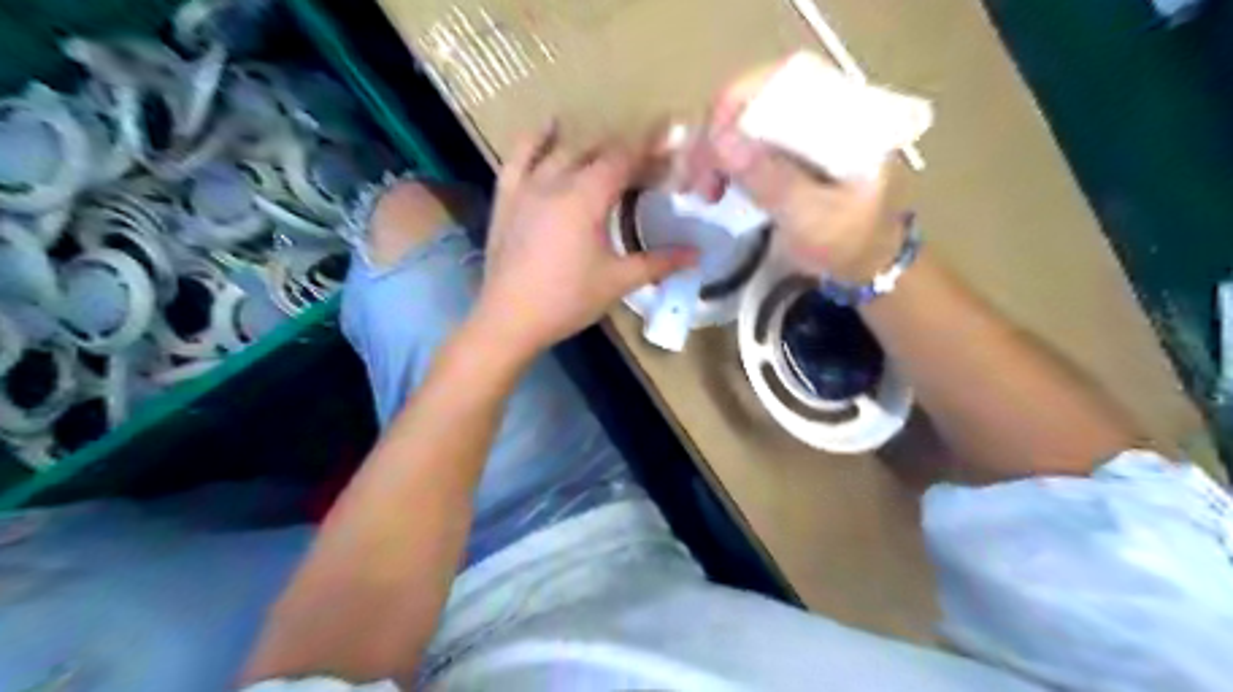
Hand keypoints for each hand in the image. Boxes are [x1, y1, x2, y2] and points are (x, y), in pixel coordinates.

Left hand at [474, 125, 696, 357]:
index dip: (649, 151)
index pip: (624, 159)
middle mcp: (557, 181)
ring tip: (609, 154)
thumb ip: (659, 263)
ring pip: (562, 151)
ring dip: (590, 147)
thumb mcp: (618, 282)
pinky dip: (536, 140)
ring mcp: (527, 186)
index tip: (671, 148)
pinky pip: (518, 157)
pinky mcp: (506, 198)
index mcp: (587, 197)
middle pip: (596, 151)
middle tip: (647, 168)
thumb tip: (698, 255)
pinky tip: (549, 129)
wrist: (509, 319)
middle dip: (625, 153)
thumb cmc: (568, 300)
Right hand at [679, 59, 907, 280]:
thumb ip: (773, 182)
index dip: (737, 105)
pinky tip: (705, 184)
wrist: (859, 260)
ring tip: (697, 188)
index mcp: (842, 113)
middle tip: (695, 179)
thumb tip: (721, 142)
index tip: (711, 147)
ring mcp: (795, 126)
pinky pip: (736, 139)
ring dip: (708, 149)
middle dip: (715, 132)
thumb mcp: (813, 218)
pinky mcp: (778, 146)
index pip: (783, 81)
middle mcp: (816, 107)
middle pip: (751, 95)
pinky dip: (714, 159)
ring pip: (737, 118)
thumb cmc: (845, 241)